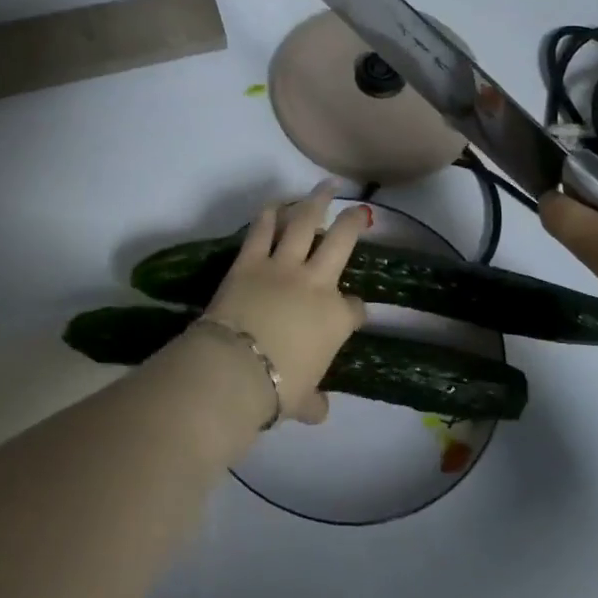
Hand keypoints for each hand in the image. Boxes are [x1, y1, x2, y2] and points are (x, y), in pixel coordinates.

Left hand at [196, 184, 370, 423]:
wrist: (236, 369)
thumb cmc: (277, 389)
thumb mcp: (303, 402)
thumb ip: (315, 402)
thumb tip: (320, 410)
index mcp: (335, 318)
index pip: (354, 308)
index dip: (354, 310)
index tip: (351, 313)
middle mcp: (315, 283)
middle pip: (341, 243)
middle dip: (353, 223)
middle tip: (360, 210)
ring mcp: (282, 266)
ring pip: (304, 223)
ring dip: (315, 202)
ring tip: (325, 187)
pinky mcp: (249, 260)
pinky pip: (262, 230)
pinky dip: (270, 213)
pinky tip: (275, 203)